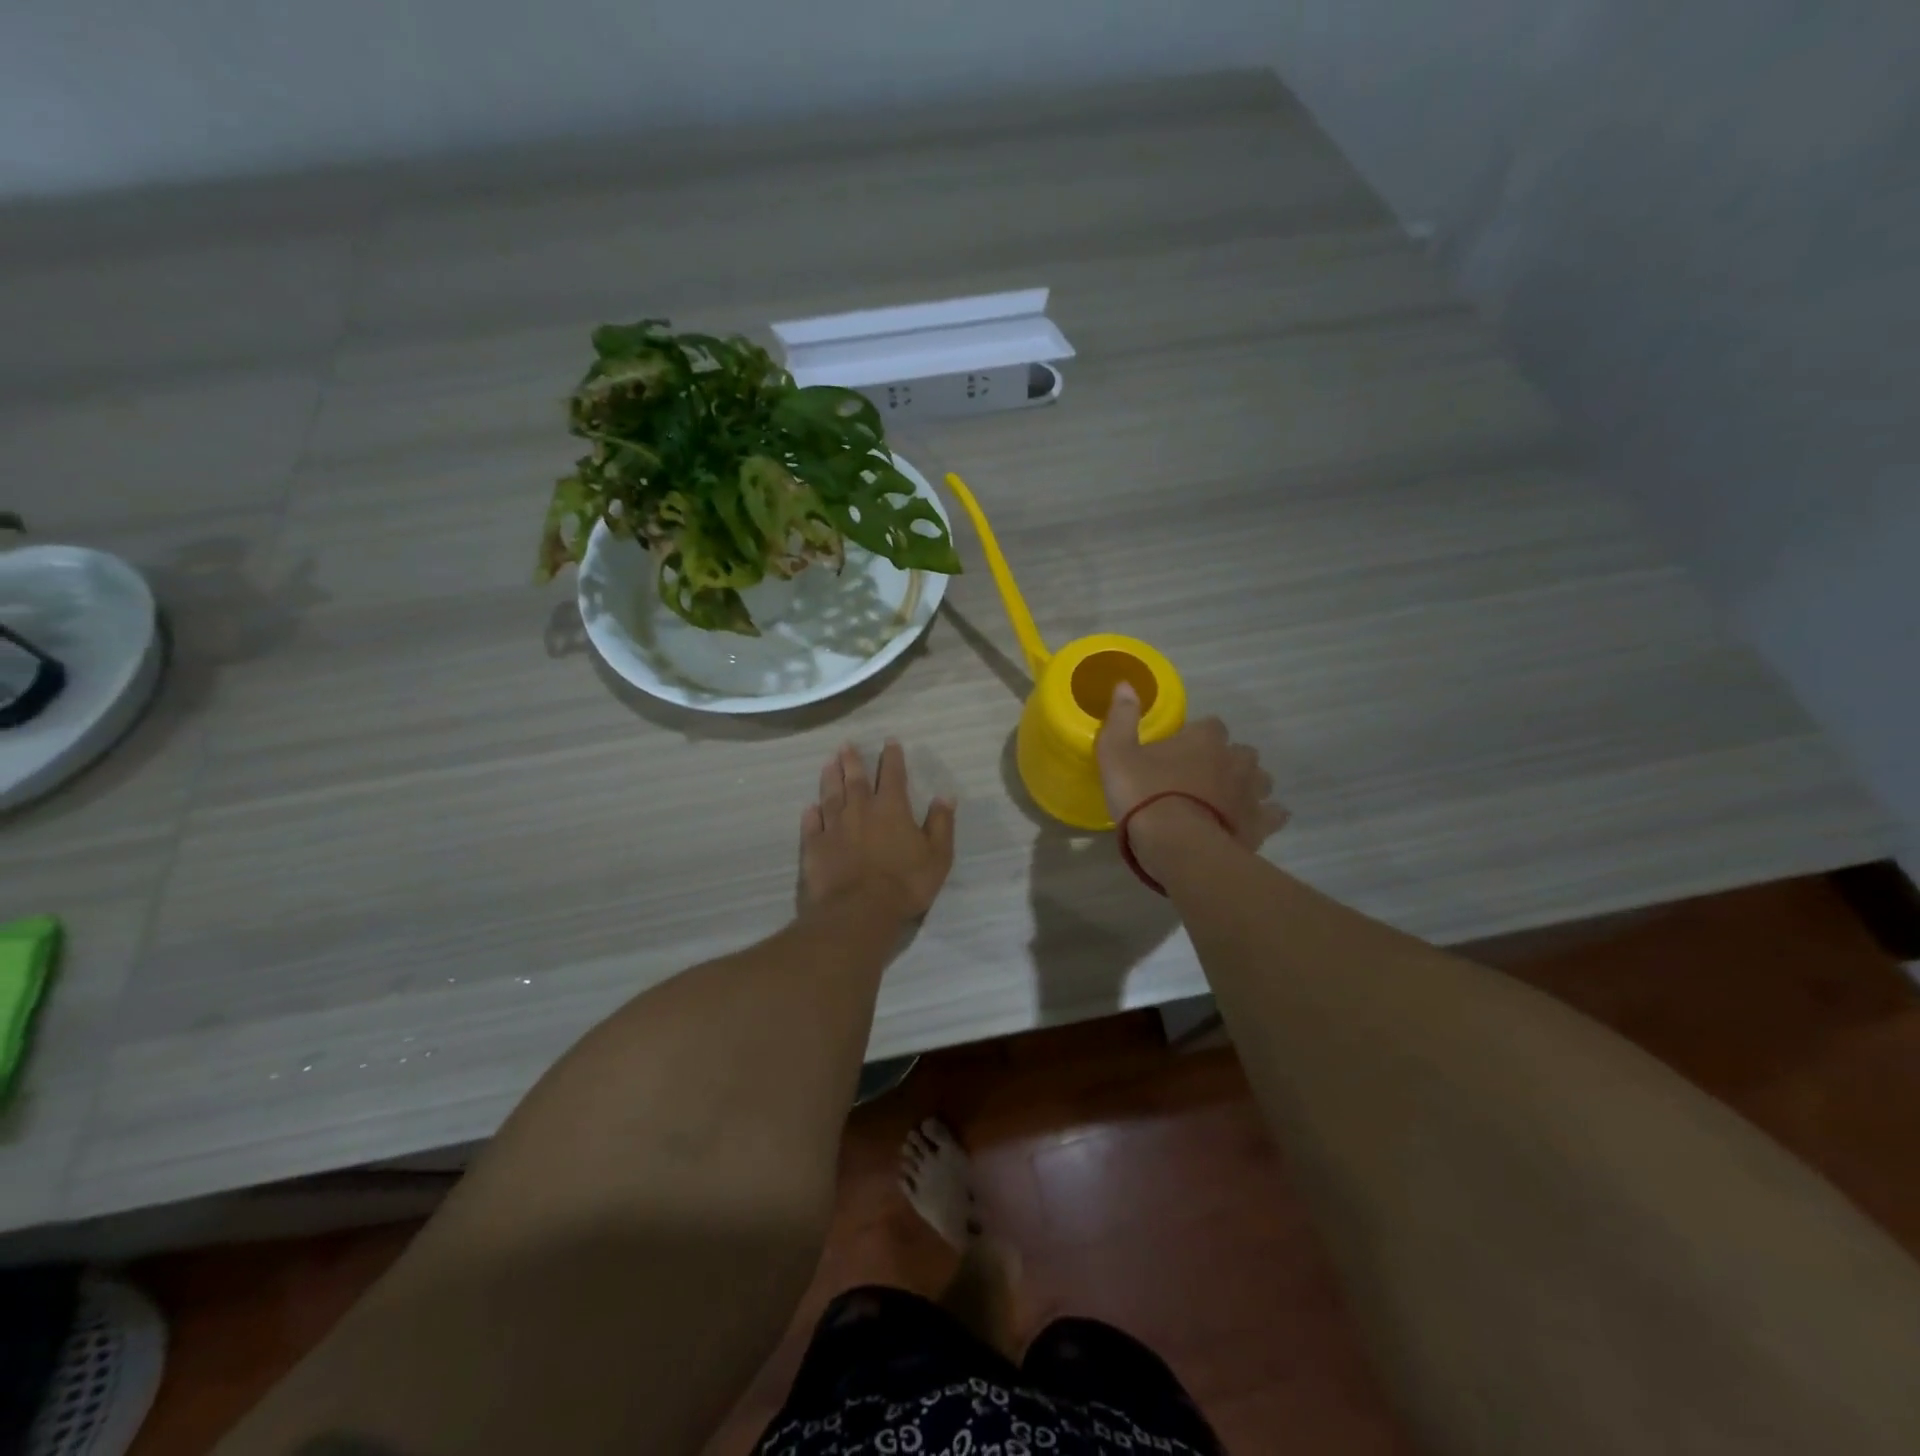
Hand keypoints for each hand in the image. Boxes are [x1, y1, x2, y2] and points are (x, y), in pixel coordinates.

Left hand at [801, 741, 955, 923]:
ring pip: (831, 796)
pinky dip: (811, 814)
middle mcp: (860, 810)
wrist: (859, 911)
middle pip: (855, 780)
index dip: (892, 757)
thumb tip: (945, 796)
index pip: (893, 775)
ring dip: (830, 778)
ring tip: (828, 763)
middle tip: (846, 745)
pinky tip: (809, 807)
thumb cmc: (905, 884)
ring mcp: (834, 827)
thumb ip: (940, 824)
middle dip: (852, 760)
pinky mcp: (815, 847)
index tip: (889, 742)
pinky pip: (811, 825)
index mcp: (892, 809)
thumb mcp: (937, 856)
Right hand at [1095, 683, 1286, 849]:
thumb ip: (1122, 718)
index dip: (1197, 735)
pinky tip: (1251, 823)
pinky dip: (1265, 816)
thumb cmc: (1144, 795)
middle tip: (1204, 776)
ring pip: (1261, 780)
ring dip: (1248, 785)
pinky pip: (1273, 815)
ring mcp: (1251, 793)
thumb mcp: (1117, 753)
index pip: (1210, 724)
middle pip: (1241, 752)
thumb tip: (1126, 683)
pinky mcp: (1259, 825)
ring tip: (1227, 799)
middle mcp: (1234, 760)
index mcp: (1203, 739)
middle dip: (1228, 760)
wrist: (1177, 845)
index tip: (1181, 749)